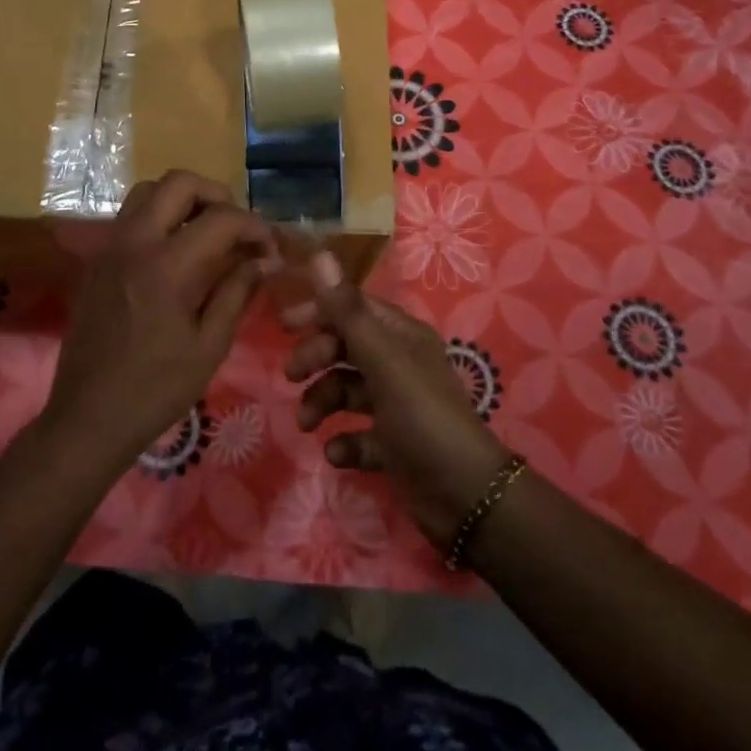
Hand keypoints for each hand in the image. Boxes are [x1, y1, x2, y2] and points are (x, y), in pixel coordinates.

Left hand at [46, 170, 273, 469]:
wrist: (88, 417)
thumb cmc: (156, 390)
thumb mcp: (209, 346)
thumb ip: (237, 292)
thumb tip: (265, 259)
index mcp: (167, 266)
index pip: (220, 218)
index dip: (254, 226)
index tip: (269, 249)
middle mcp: (134, 242)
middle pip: (178, 182)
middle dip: (216, 195)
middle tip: (236, 227)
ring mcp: (110, 247)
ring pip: (148, 191)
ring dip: (182, 199)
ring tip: (206, 232)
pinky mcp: (97, 259)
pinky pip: (130, 215)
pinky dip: (159, 216)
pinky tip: (176, 251)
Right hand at [282, 251, 513, 550]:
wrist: (466, 496)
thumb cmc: (422, 416)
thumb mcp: (382, 360)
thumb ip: (347, 311)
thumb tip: (320, 254)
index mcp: (401, 336)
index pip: (354, 308)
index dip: (320, 311)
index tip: (284, 325)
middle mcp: (399, 364)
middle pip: (346, 347)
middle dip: (316, 359)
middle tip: (291, 376)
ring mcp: (396, 406)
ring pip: (346, 391)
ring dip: (322, 403)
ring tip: (307, 424)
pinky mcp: (394, 445)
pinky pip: (358, 434)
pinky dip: (344, 441)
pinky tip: (337, 453)